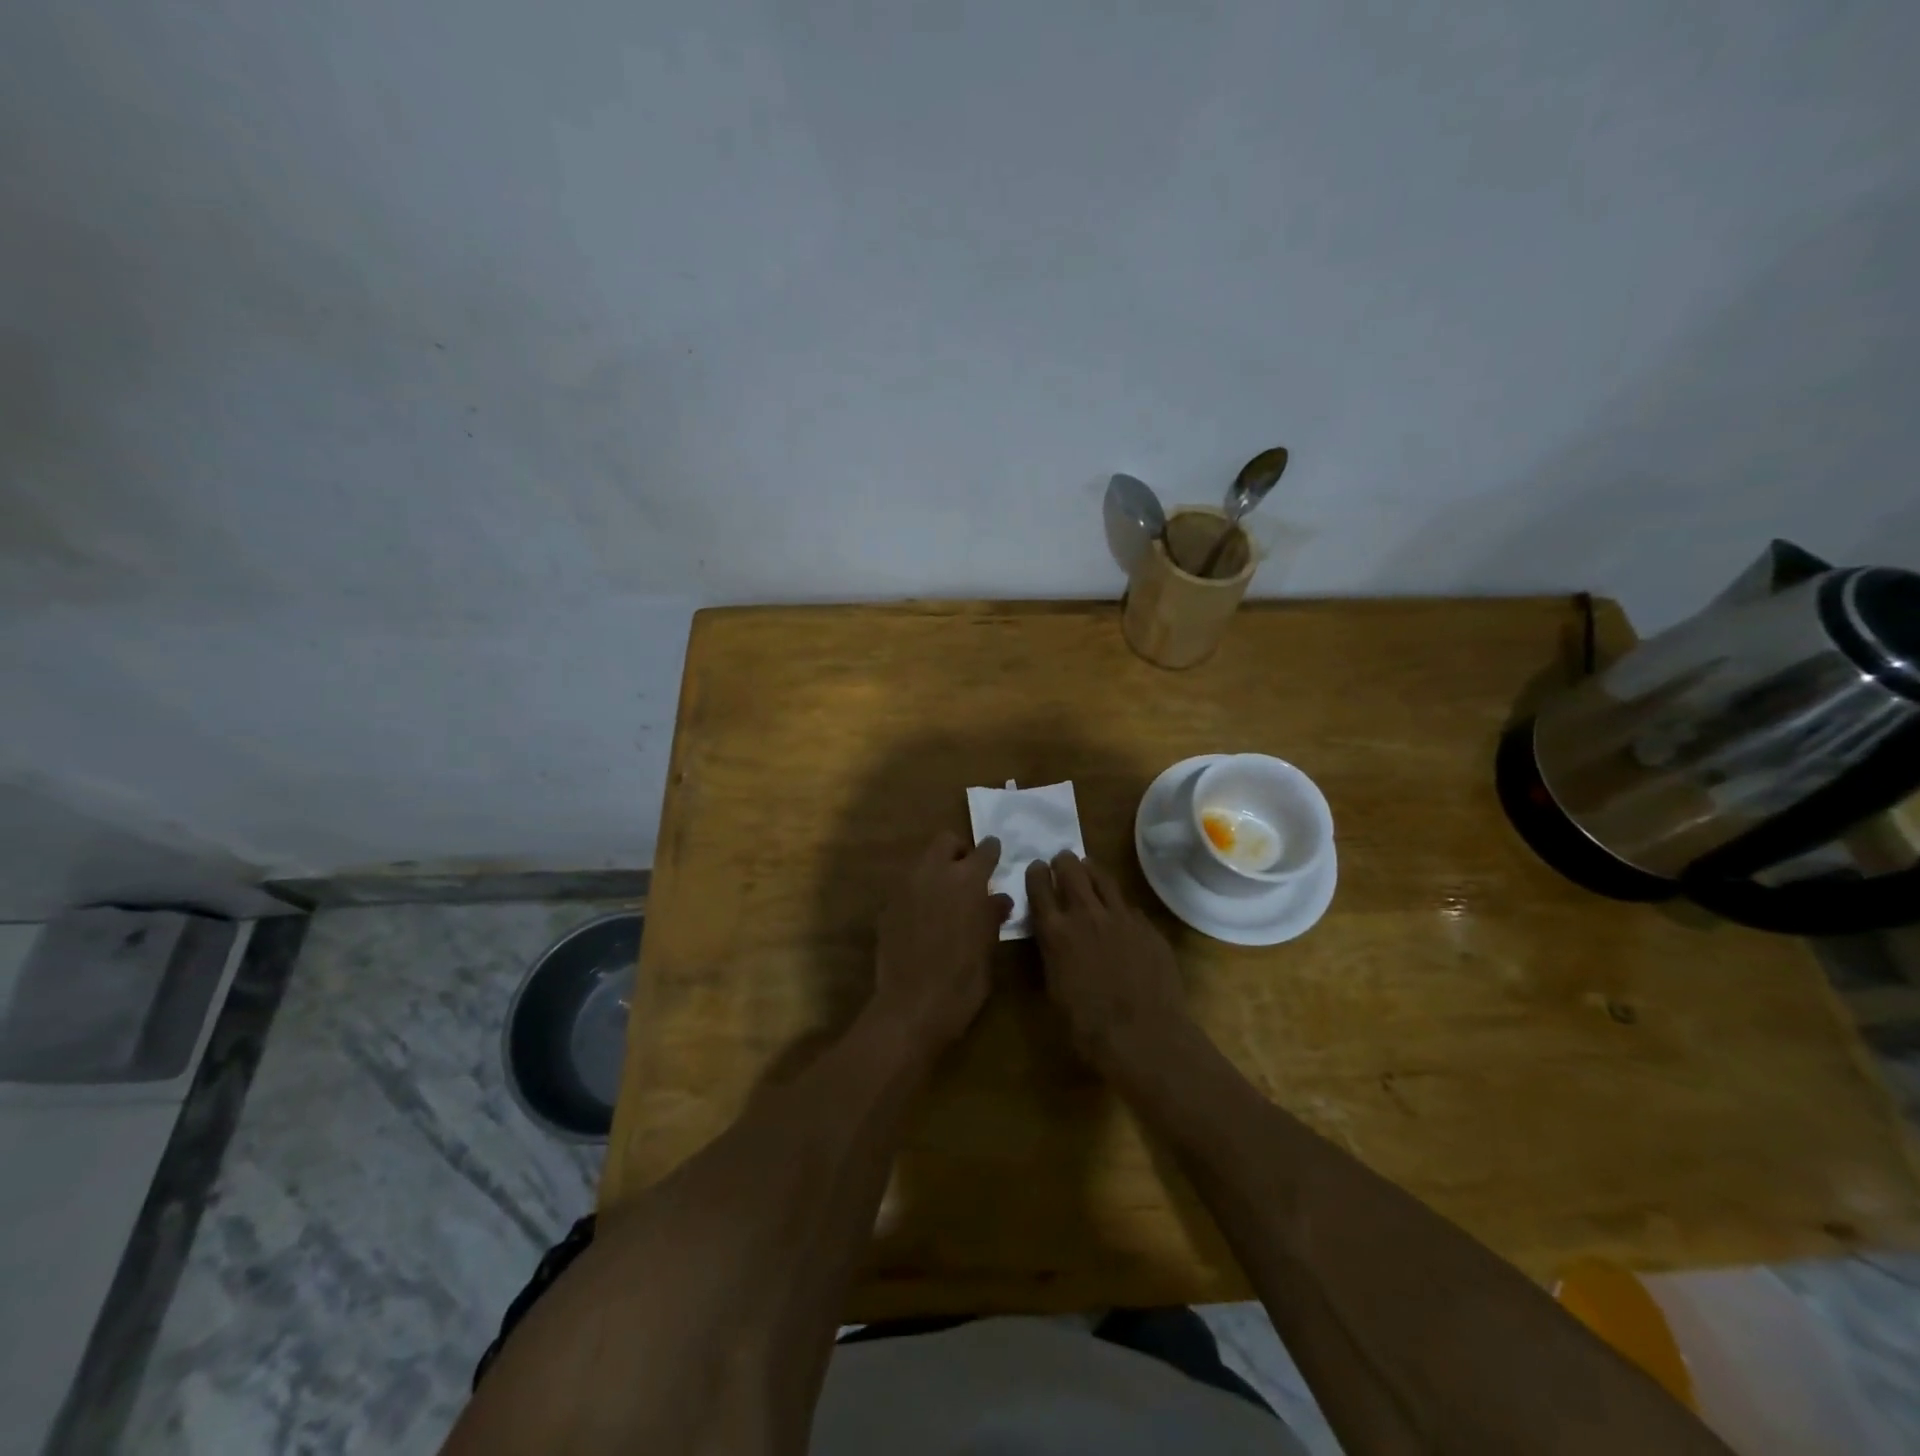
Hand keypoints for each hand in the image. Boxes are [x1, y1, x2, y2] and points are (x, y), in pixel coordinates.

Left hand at [871, 831, 1012, 1053]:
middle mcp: (934, 873)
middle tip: (968, 873)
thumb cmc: (963, 979)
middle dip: (958, 851)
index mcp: (967, 879)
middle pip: (945, 842)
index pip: (984, 851)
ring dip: (936, 870)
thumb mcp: (988, 947)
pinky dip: (919, 892)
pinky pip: (907, 887)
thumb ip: (992, 915)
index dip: (991, 852)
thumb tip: (999, 899)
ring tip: (946, 896)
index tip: (995, 855)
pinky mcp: (887, 906)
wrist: (912, 1006)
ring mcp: (905, 887)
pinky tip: (924, 917)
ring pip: (923, 861)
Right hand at [1026, 852, 1189, 1073]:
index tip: (1036, 867)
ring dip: (1091, 870)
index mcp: (1055, 931)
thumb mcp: (1054, 987)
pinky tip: (1119, 912)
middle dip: (1063, 862)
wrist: (1143, 1036)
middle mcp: (1086, 914)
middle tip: (1062, 860)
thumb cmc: (1087, 1025)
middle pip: (1071, 870)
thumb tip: (1053, 938)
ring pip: (1103, 878)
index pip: (1039, 887)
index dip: (1035, 873)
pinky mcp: (1147, 927)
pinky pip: (1128, 906)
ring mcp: (1120, 917)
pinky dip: (1118, 904)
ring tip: (1088, 867)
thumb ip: (1051, 952)